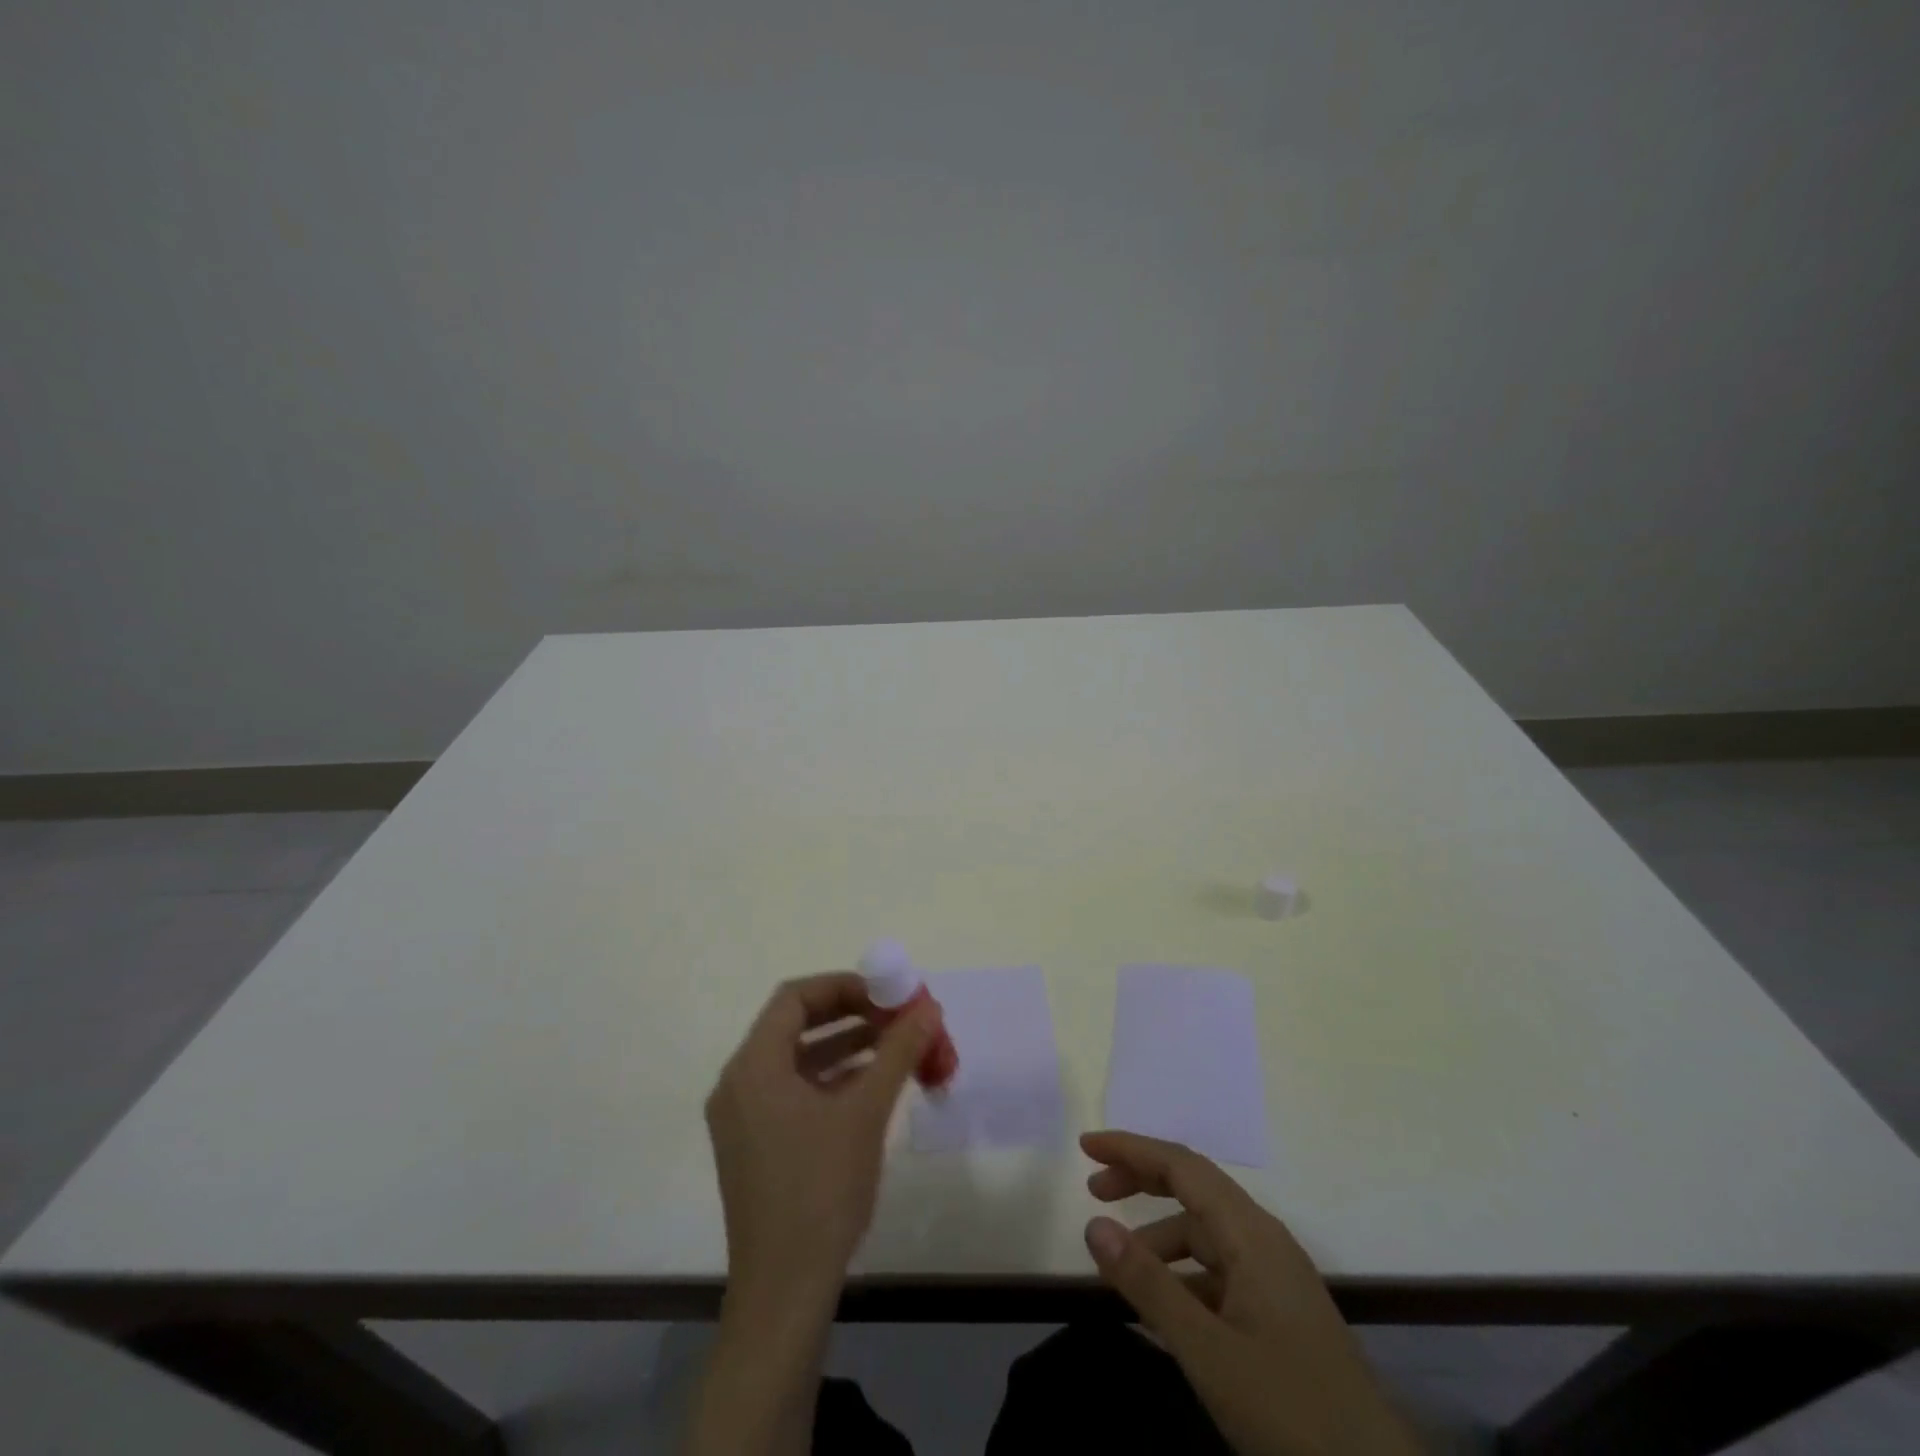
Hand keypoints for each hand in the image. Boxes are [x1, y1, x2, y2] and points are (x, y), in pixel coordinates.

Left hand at [705, 972, 937, 1310]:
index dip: (843, 986)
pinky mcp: (755, 1145)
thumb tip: (928, 1007)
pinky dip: (831, 1079)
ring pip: (797, 1060)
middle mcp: (739, 1083)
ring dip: (845, 1047)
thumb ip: (897, 1051)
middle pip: (795, 1025)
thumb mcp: (866, 1112)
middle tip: (895, 1016)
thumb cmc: (821, 1190)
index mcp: (753, 1066)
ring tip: (894, 1046)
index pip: (795, 998)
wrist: (785, 1291)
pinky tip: (871, 1085)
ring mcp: (743, 1118)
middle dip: (850, 1014)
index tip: (886, 993)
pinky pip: (794, 1091)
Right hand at [1081, 1131, 1420, 1455]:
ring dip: (1159, 1235)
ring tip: (1119, 1264)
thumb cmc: (1292, 1411)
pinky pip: (1220, 1271)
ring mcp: (1276, 1277)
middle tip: (1093, 1189)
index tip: (1086, 1147)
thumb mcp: (1208, 1352)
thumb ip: (1148, 1285)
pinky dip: (1183, 1274)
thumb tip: (1094, 1224)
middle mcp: (1264, 1240)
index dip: (1132, 1149)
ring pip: (1206, 1233)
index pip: (1182, 1165)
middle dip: (1142, 1180)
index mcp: (1251, 1233)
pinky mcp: (1279, 1313)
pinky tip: (1162, 1309)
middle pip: (1194, 1188)